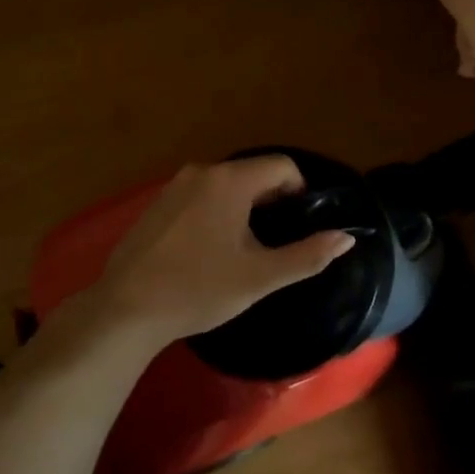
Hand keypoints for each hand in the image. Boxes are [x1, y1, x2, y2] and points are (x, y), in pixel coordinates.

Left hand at [93, 157, 355, 346]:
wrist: (127, 308)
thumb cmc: (199, 289)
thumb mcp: (260, 277)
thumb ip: (308, 255)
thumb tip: (346, 237)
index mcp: (230, 180)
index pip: (282, 166)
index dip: (300, 191)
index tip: (299, 226)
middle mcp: (202, 171)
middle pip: (253, 172)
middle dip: (271, 201)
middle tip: (274, 243)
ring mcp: (174, 184)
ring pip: (226, 184)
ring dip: (243, 207)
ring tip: (244, 249)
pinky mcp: (158, 202)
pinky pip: (200, 195)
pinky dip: (216, 211)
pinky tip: (208, 249)